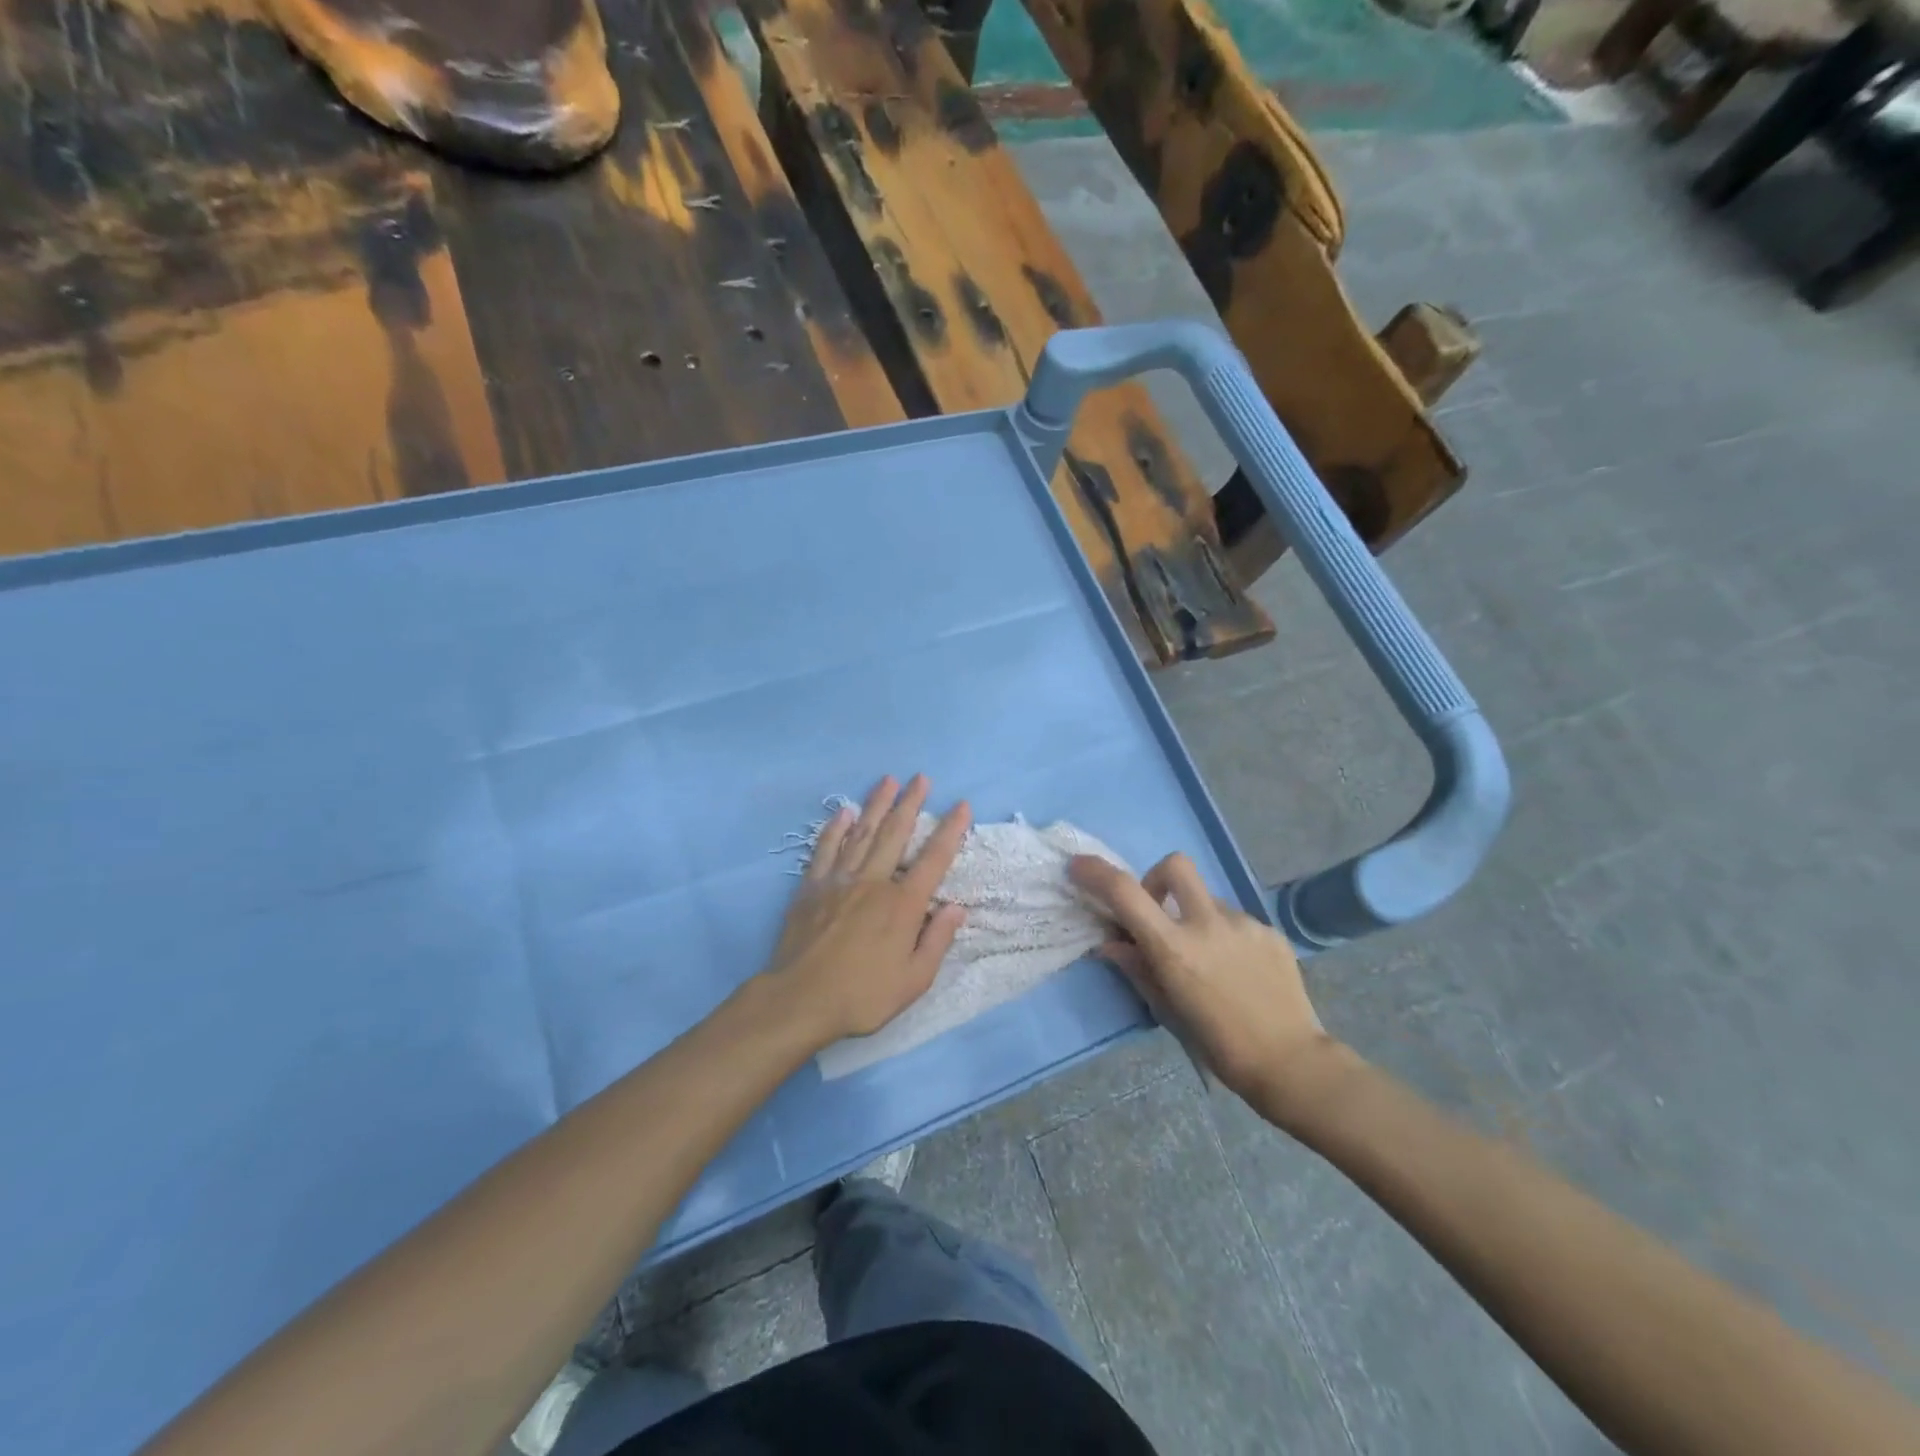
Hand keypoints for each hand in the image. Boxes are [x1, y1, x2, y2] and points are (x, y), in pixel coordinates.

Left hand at [766, 775, 970, 1046]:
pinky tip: (844, 813)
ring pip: (862, 833)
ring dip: (876, 805)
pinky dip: (835, 828)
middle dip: (910, 803)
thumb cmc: (863, 995)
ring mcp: (839, 880)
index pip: (934, 859)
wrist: (800, 999)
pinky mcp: (812, 887)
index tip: (961, 805)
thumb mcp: (914, 980)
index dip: (950, 830)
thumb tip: (956, 907)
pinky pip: (825, 849)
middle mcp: (873, 882)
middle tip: (920, 778)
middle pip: (895, 834)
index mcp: (903, 904)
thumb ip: (937, 940)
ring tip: (887, 780)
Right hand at [1069, 852, 1337, 1108]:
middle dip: (1156, 877)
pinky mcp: (1270, 931)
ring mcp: (1244, 924)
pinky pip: (1236, 921)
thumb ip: (1137, 968)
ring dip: (1195, 917)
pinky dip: (1225, 936)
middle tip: (1157, 911)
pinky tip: (1237, 971)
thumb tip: (1110, 943)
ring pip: (1208, 899)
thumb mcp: (1167, 1010)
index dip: (1096, 873)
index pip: (1126, 893)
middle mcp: (1208, 924)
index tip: (1079, 866)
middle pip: (1175, 865)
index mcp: (1175, 948)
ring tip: (1208, 960)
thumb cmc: (1218, 1045)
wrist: (1291, 1063)